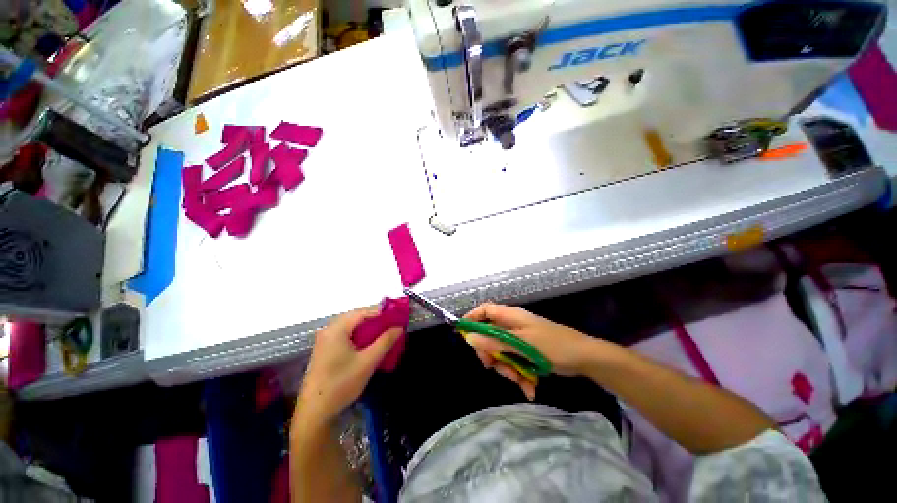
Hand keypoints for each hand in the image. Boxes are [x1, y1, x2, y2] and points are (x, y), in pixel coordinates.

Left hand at [296, 308, 400, 425]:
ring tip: (383, 334)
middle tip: (391, 325)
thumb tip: (399, 327)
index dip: (381, 312)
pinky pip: (344, 335)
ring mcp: (324, 340)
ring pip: (350, 327)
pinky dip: (358, 336)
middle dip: (375, 320)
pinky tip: (367, 345)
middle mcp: (328, 330)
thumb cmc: (342, 384)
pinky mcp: (324, 350)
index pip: (362, 312)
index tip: (396, 317)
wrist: (315, 413)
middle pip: (355, 317)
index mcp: (337, 329)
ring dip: (367, 328)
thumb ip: (385, 341)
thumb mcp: (368, 362)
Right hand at [463, 303, 594, 399]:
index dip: (472, 319)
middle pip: (489, 335)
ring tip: (520, 380)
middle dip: (491, 353)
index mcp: (510, 316)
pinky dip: (518, 374)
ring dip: (506, 368)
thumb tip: (469, 337)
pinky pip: (514, 361)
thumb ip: (495, 340)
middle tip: (493, 367)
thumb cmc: (553, 345)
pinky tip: (528, 387)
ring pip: (501, 351)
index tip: (463, 336)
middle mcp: (512, 325)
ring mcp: (519, 339)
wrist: (584, 358)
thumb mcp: (521, 344)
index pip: (484, 310)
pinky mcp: (526, 352)